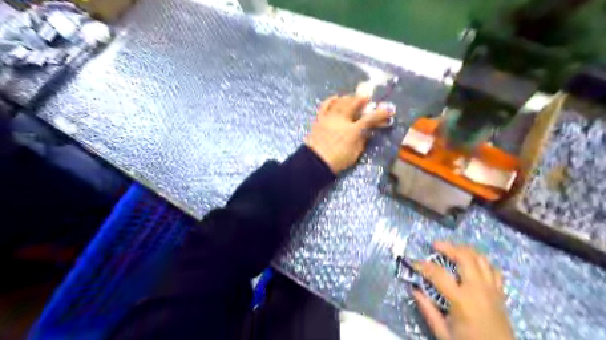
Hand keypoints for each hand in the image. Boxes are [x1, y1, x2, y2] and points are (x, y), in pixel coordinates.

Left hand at [305, 94, 395, 172]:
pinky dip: (330, 100)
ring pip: (340, 102)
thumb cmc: (337, 160)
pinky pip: (325, 105)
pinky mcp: (319, 119)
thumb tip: (367, 132)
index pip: (370, 119)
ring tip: (353, 97)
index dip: (381, 113)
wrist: (315, 162)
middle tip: (368, 97)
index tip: (389, 110)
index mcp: (352, 130)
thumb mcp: (355, 153)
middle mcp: (341, 120)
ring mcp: (329, 118)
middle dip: (362, 99)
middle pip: (353, 104)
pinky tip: (335, 97)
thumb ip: (362, 141)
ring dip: (348, 98)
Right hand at [414, 241, 512, 339]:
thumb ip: (427, 309)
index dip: (423, 265)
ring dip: (465, 250)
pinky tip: (472, 263)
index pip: (438, 274)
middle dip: (448, 247)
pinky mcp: (500, 293)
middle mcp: (478, 290)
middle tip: (435, 245)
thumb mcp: (443, 333)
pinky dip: (481, 262)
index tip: (413, 262)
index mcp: (461, 301)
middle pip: (464, 257)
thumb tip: (414, 290)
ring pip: (481, 258)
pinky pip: (493, 269)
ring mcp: (492, 290)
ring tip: (452, 249)